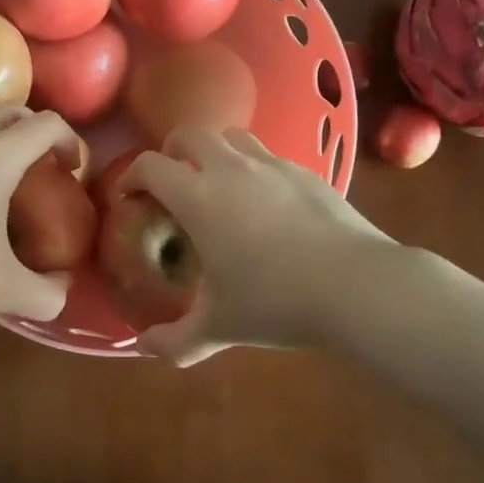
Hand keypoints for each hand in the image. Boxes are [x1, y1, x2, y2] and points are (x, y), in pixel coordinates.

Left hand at [0, 106, 78, 328]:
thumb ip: (45, 293)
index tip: (73, 171)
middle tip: (44, 171)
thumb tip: (63, 291)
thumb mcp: (0, 289)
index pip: (46, 124)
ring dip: (2, 144)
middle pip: (12, 113)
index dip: (70, 141)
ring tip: (7, 190)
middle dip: (37, 133)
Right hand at [123, 127, 393, 363]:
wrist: (354, 285)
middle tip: (172, 180)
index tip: (129, 195)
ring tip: (218, 182)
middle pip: (189, 133)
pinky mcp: (304, 170)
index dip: (131, 175)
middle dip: (172, 151)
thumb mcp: (220, 327)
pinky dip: (254, 168)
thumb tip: (143, 349)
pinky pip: (268, 156)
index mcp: (198, 196)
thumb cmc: (275, 302)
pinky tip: (266, 203)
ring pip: (231, 136)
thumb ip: (175, 341)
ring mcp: (270, 164)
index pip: (150, 166)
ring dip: (215, 150)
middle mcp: (229, 168)